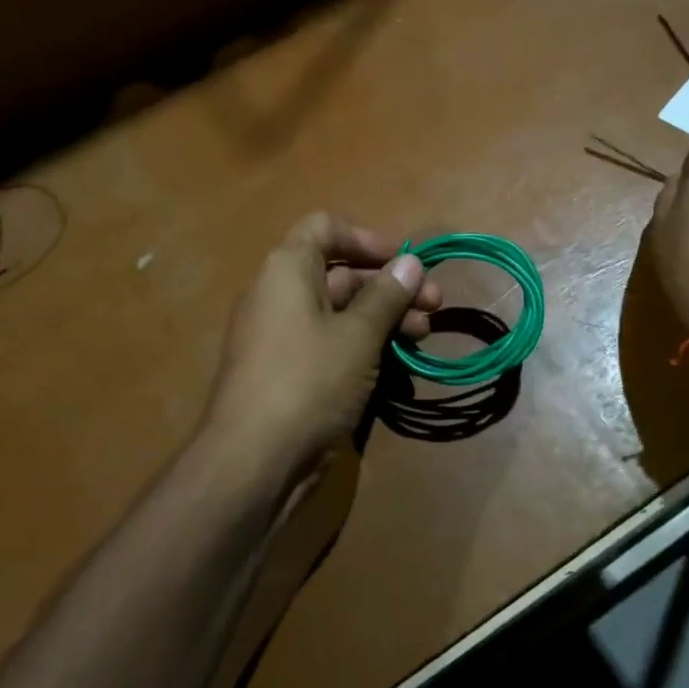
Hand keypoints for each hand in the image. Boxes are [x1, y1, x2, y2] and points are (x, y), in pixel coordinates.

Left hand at [200, 213, 441, 489]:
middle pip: (341, 273)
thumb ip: (387, 295)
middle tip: (435, 306)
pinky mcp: (290, 371)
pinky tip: (399, 365)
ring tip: (424, 336)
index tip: (405, 261)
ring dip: (384, 318)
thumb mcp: (358, 335)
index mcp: (288, 269)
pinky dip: (364, 346)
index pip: (326, 228)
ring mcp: (284, 335)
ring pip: (341, 312)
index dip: (367, 238)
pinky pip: (331, 343)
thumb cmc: (308, 380)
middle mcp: (281, 294)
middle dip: (390, 286)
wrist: (254, 459)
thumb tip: (410, 262)